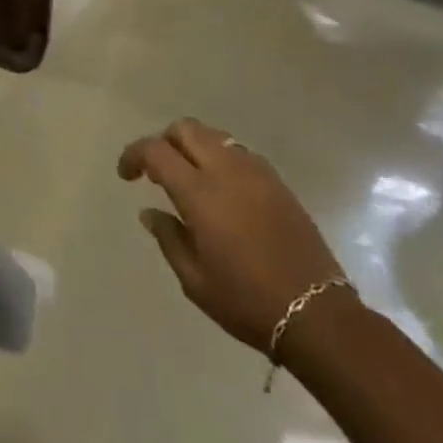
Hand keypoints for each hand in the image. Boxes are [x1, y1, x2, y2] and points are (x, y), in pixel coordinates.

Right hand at [118, 118, 346, 353]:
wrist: (316, 314)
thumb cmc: (246, 302)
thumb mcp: (195, 280)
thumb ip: (168, 238)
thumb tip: (149, 211)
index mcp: (199, 192)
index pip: (156, 150)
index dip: (134, 155)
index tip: (126, 174)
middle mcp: (225, 170)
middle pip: (185, 129)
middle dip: (164, 141)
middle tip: (156, 170)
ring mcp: (254, 171)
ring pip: (213, 135)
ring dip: (193, 146)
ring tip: (188, 176)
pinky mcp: (276, 181)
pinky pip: (238, 152)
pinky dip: (220, 157)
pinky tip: (222, 188)